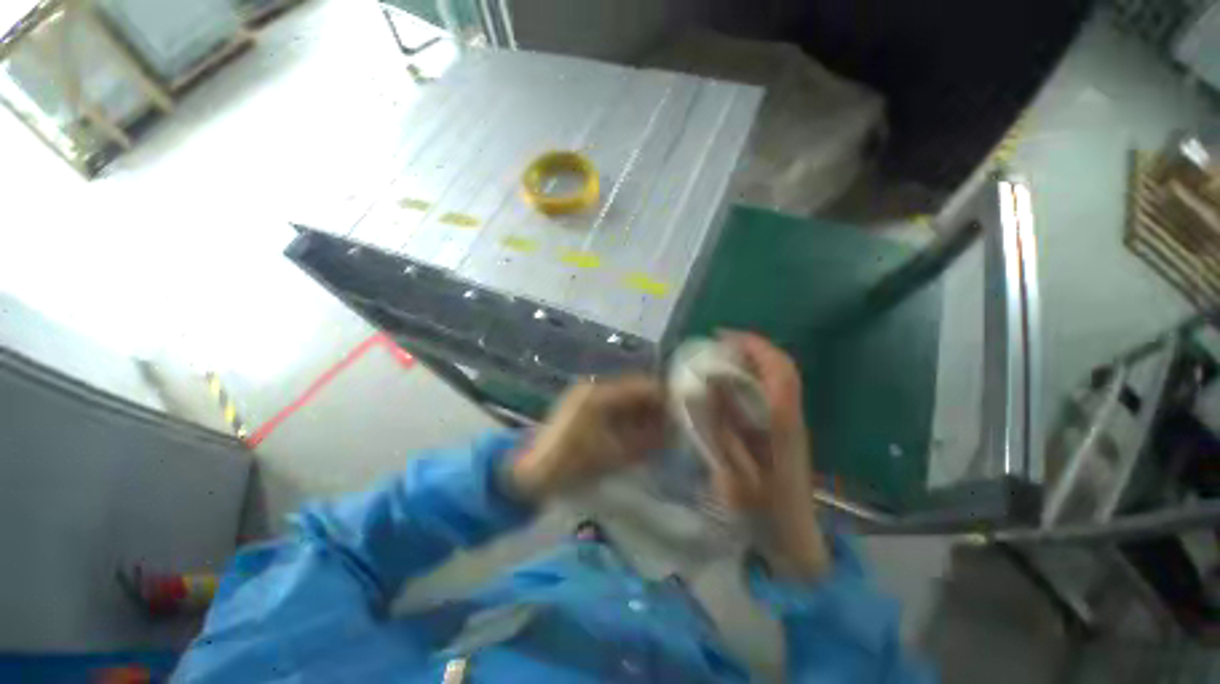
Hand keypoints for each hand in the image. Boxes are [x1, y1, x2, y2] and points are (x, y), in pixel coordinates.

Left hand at [510, 375, 665, 500]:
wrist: (535, 473)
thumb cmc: (576, 464)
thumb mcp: (617, 454)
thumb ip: (649, 439)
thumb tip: (675, 429)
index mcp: (601, 394)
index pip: (642, 385)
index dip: (665, 396)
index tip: (683, 412)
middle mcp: (595, 386)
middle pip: (635, 388)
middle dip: (656, 405)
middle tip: (673, 424)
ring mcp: (587, 393)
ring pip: (626, 396)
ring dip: (643, 410)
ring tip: (659, 429)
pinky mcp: (584, 404)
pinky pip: (614, 404)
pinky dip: (629, 415)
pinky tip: (638, 430)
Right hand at [710, 332, 830, 580]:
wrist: (794, 541)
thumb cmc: (764, 514)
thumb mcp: (736, 474)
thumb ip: (720, 433)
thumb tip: (706, 392)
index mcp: (783, 425)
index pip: (779, 371)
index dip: (755, 347)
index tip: (723, 337)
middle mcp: (790, 417)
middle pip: (779, 368)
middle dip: (749, 349)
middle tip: (715, 346)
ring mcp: (790, 424)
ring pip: (775, 379)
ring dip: (748, 363)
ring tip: (717, 360)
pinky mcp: (784, 432)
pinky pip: (767, 394)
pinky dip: (746, 382)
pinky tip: (724, 390)